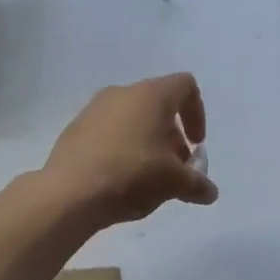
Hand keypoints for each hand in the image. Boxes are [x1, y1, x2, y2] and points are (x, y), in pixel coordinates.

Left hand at [41, 73, 218, 227]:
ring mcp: (93, 110)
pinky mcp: (75, 129)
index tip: (197, 144)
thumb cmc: (132, 175)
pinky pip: (108, 133)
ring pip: (132, 119)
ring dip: (147, 143)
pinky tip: (120, 179)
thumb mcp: (174, 183)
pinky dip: (122, 148)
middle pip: (158, 105)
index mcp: (150, 95)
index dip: (198, 113)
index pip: (185, 86)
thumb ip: (197, 184)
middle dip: (172, 136)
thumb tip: (210, 192)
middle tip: (175, 168)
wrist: (70, 193)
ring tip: (148, 177)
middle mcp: (121, 93)